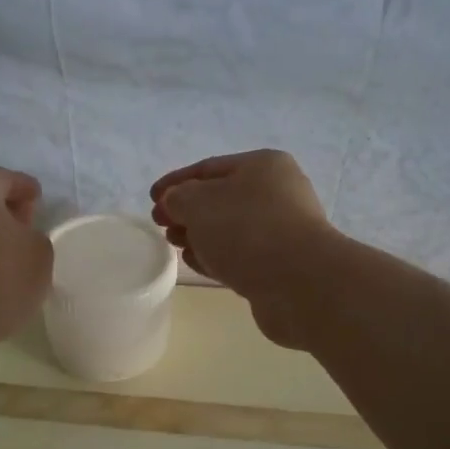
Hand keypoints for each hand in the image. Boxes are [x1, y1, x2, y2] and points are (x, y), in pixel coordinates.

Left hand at [0, 168, 53, 357]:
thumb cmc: (1, 276)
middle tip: (30, 224)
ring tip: (19, 255)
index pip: (3, 177)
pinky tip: (1, 276)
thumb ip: (36, 236)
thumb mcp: (40, 252)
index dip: (23, 185)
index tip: (38, 197)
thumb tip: (23, 238)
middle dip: (8, 210)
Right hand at [150, 150, 335, 347]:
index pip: (208, 168)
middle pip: (220, 198)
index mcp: (262, 166)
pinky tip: (195, 262)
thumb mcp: (199, 203)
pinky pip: (239, 255)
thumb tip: (175, 202)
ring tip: (175, 245)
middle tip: (161, 225)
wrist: (299, 283)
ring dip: (199, 235)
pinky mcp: (280, 265)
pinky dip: (215, 256)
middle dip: (187, 211)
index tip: (150, 199)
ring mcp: (281, 231)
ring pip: (229, 228)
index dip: (175, 182)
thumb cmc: (246, 229)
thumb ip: (178, 197)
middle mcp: (276, 193)